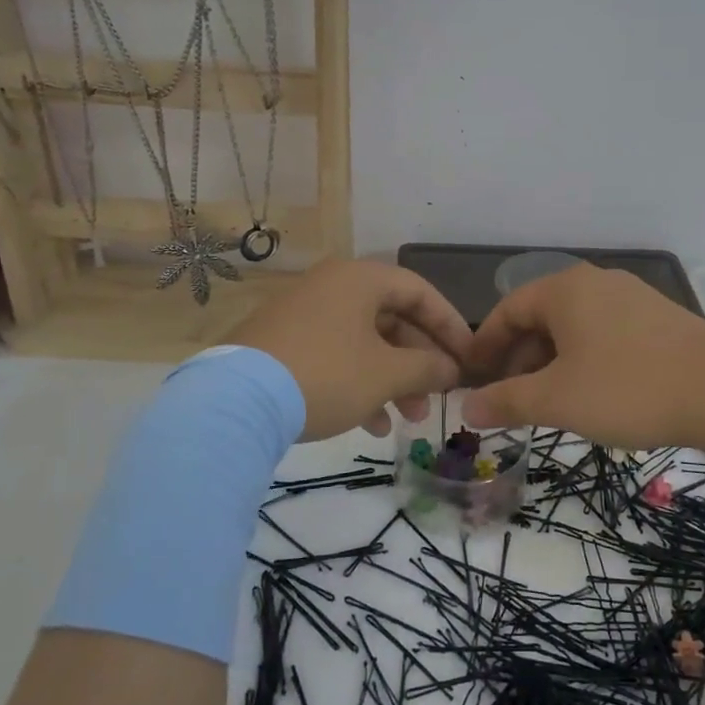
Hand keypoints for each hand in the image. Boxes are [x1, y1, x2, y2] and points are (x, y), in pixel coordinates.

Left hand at [225, 259, 471, 440]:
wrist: (236, 402)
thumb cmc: (327, 374)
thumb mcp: (386, 374)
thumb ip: (428, 368)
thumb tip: (452, 370)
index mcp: (359, 279)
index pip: (420, 292)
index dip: (450, 325)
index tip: (469, 358)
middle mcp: (331, 287)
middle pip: (391, 319)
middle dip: (419, 362)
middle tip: (436, 398)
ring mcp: (303, 315)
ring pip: (364, 343)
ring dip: (392, 380)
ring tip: (409, 419)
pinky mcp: (283, 344)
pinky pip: (336, 356)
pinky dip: (359, 384)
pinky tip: (372, 424)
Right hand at [462, 264, 704, 448]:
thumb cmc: (628, 388)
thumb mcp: (558, 400)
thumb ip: (507, 401)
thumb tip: (466, 408)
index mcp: (565, 290)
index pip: (507, 310)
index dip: (485, 345)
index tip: (473, 378)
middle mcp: (596, 282)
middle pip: (541, 316)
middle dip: (519, 358)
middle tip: (511, 398)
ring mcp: (632, 297)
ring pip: (574, 326)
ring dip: (552, 361)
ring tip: (551, 401)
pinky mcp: (660, 318)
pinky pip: (605, 332)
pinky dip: (585, 358)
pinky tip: (594, 392)